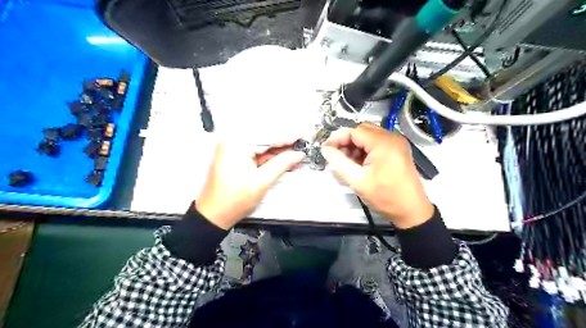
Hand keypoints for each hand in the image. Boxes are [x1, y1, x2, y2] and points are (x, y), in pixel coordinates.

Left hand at [195, 143, 303, 228]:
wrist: (214, 216)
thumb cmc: (232, 201)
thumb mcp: (261, 182)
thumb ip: (281, 164)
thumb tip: (298, 154)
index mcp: (235, 144)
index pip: (267, 135)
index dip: (288, 136)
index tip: (303, 136)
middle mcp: (233, 142)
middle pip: (265, 138)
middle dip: (284, 143)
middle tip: (303, 143)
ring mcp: (234, 149)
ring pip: (262, 146)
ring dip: (279, 150)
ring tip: (297, 151)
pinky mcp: (236, 157)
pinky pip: (257, 153)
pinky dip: (271, 157)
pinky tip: (285, 159)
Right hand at [323, 123, 430, 227]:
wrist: (411, 210)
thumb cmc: (385, 197)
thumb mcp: (357, 181)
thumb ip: (338, 162)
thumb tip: (326, 149)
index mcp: (383, 143)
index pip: (354, 131)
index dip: (337, 139)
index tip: (327, 150)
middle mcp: (392, 138)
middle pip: (362, 131)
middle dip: (347, 142)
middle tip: (338, 158)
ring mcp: (397, 143)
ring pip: (369, 136)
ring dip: (356, 146)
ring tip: (349, 163)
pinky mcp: (398, 150)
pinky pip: (377, 143)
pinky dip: (366, 150)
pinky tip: (361, 164)